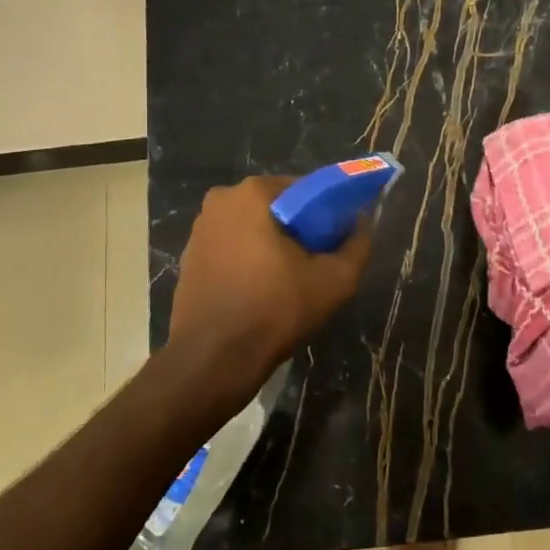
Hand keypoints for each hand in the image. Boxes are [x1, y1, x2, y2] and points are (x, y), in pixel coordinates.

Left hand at [168, 175, 373, 389]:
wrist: (212, 359)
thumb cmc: (275, 311)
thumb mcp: (334, 281)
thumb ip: (357, 244)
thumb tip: (360, 223)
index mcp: (252, 193)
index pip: (304, 190)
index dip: (326, 214)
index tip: (335, 242)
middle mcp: (220, 201)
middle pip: (276, 208)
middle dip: (298, 230)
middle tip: (315, 265)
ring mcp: (200, 229)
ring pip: (252, 228)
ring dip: (272, 246)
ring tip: (289, 283)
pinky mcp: (189, 257)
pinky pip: (231, 248)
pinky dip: (248, 261)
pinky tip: (260, 292)